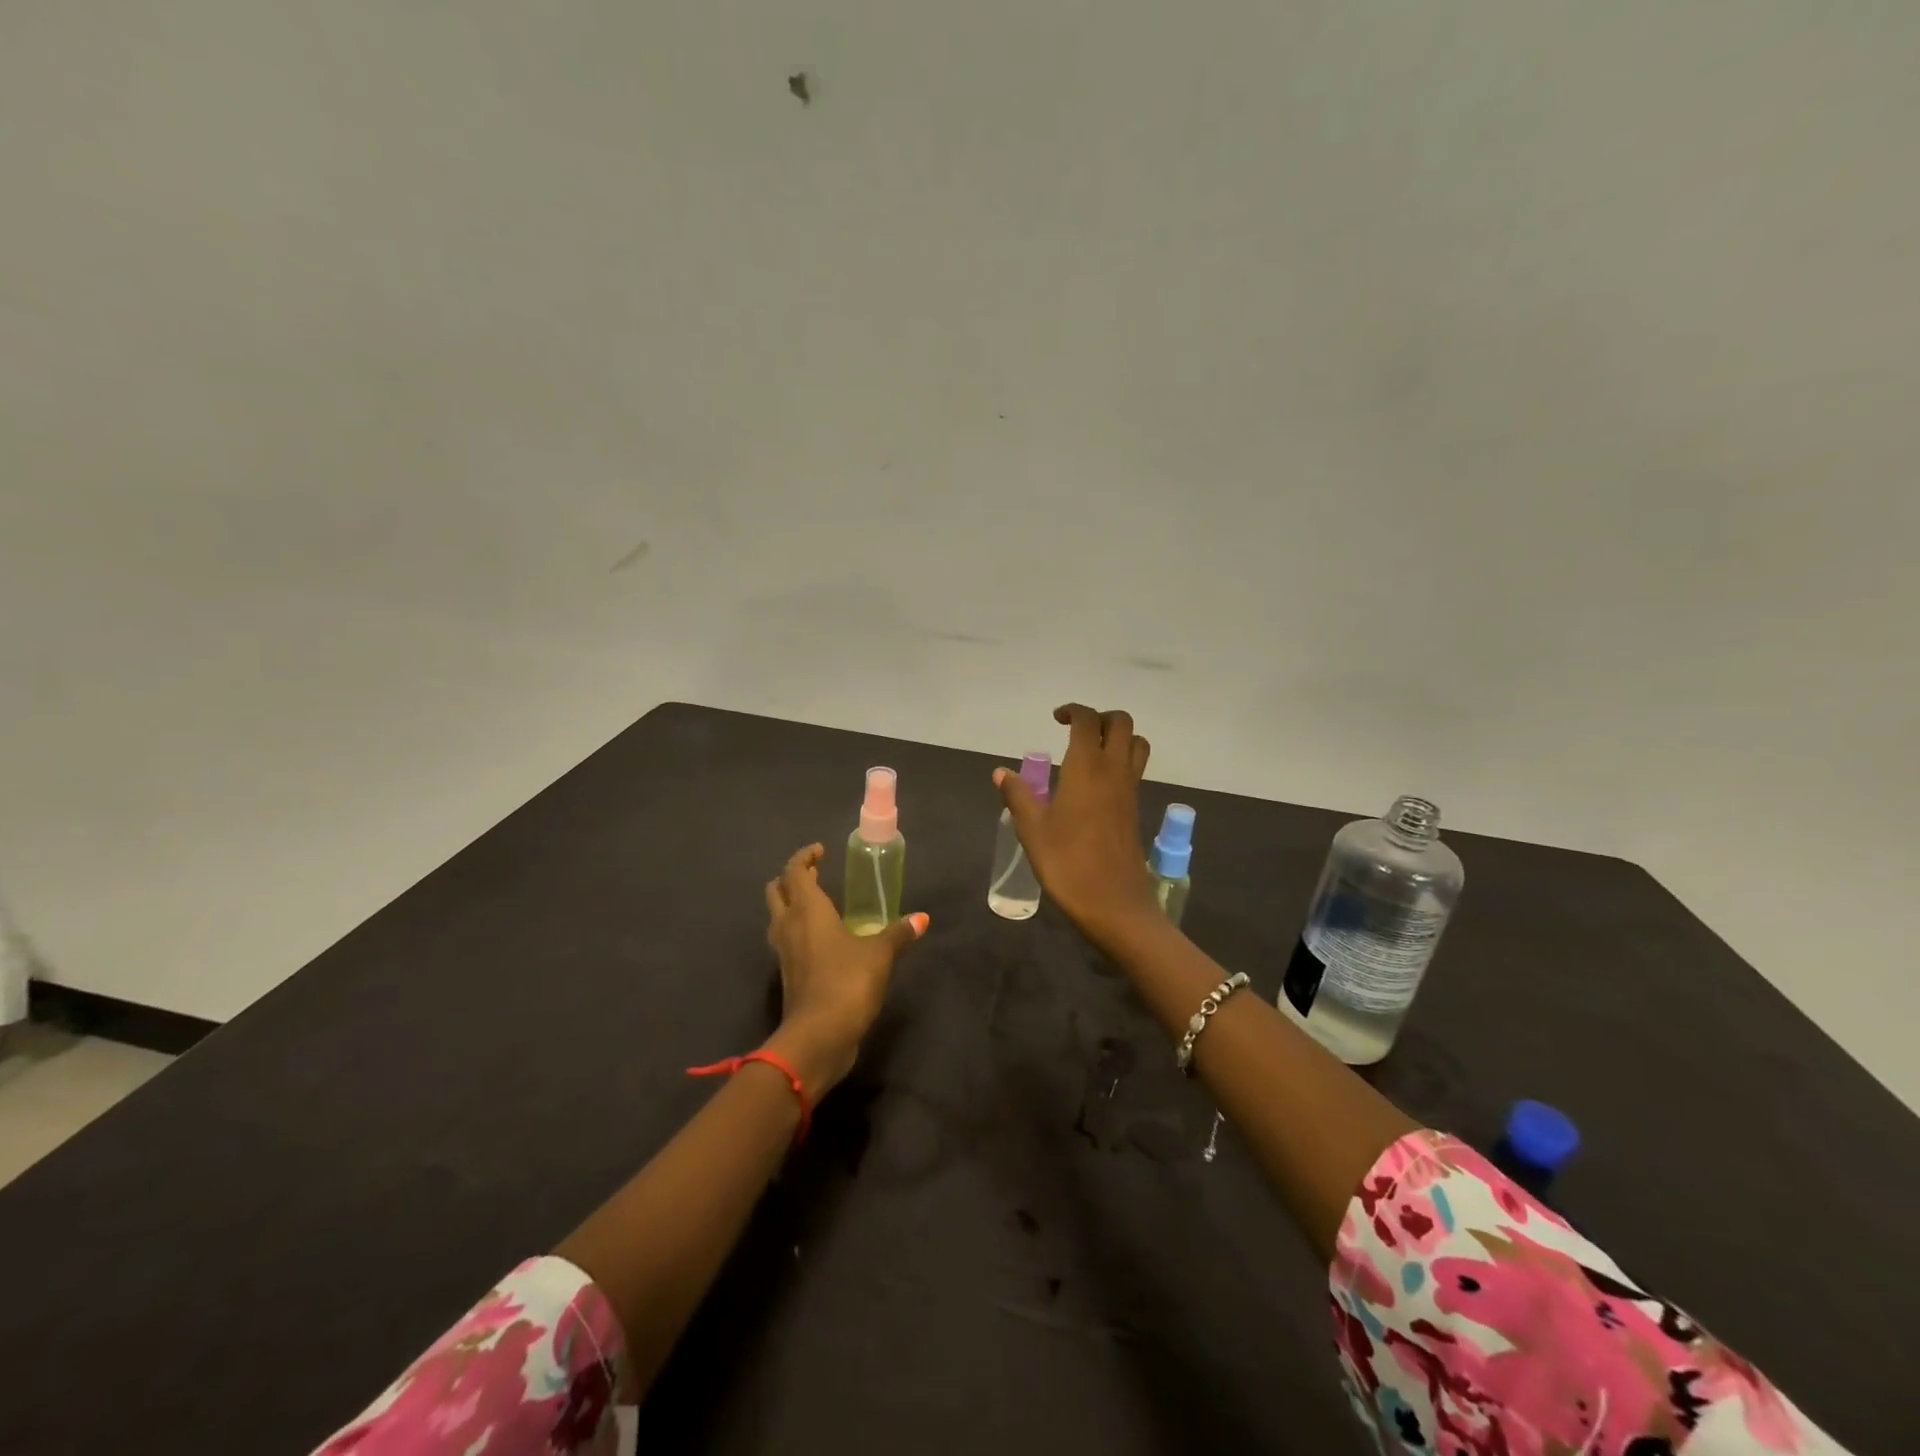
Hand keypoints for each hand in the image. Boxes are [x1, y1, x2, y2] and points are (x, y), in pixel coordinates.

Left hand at [762, 843, 927, 1094]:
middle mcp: (788, 926)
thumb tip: (921, 918)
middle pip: (776, 891)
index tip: (820, 851)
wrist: (818, 1037)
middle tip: (816, 875)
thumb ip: (898, 933)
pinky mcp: (788, 976)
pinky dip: (799, 932)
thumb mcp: (879, 954)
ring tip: (820, 905)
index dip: (804, 857)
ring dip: (792, 906)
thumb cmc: (847, 982)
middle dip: (792, 879)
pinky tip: (823, 941)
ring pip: (778, 917)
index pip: (794, 871)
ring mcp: (783, 953)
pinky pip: (787, 942)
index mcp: (806, 910)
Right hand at [995, 703, 1158, 950]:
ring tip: (1090, 751)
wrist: (1114, 904)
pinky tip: (1096, 782)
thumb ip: (1018, 795)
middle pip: (1121, 723)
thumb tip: (1002, 772)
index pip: (1088, 721)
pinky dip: (1121, 759)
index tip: (1055, 719)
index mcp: (1087, 767)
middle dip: (1100, 717)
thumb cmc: (1068, 863)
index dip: (1073, 711)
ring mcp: (1129, 789)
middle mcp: (1114, 770)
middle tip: (1074, 731)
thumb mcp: (1033, 830)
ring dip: (1117, 736)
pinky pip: (1135, 768)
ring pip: (1136, 743)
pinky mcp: (1135, 809)